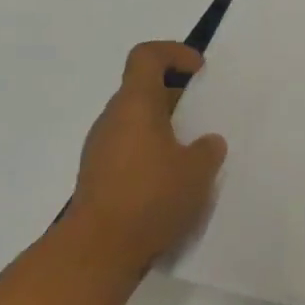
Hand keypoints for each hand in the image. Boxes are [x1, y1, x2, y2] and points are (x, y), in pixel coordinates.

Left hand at [66, 42, 226, 273]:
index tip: (199, 71)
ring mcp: (100, 149)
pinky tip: (172, 183)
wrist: (98, 251)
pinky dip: (151, 155)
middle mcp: (112, 119)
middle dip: (176, 98)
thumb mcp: (197, 171)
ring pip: (136, 123)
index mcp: (135, 104)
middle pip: (143, 90)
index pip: (147, 56)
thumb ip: (207, 150)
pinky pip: (128, 151)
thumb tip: (207, 142)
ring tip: (193, 155)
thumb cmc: (151, 197)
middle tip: (204, 118)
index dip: (174, 53)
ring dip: (164, 130)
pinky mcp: (97, 178)